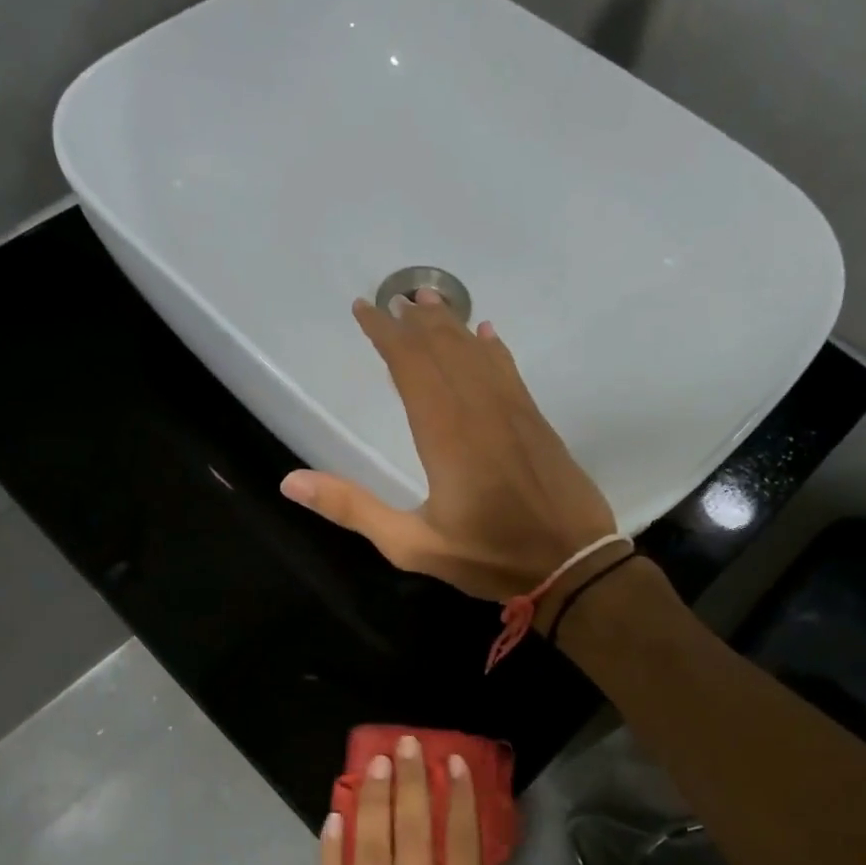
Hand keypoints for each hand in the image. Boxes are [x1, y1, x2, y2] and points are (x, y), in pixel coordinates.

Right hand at [282, 292, 615, 599]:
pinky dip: (493, 349)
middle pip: (444, 352)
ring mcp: (514, 412)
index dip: (386, 335)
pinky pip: (510, 372)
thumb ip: (354, 510)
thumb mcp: (413, 545)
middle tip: (392, 299)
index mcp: (446, 434)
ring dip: (451, 327)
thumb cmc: (490, 557)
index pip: (411, 367)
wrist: (574, 565)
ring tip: (429, 302)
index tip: (364, 309)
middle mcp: (480, 410)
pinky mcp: (537, 422)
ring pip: (477, 355)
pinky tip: (487, 334)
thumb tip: (291, 482)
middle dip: (415, 323)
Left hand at [320, 735, 523, 864]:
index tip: (452, 763)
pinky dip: (331, 849)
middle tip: (406, 745)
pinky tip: (334, 815)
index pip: (459, 848)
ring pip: (368, 851)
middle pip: (410, 837)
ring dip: (371, 801)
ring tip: (374, 763)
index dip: (457, 800)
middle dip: (409, 784)